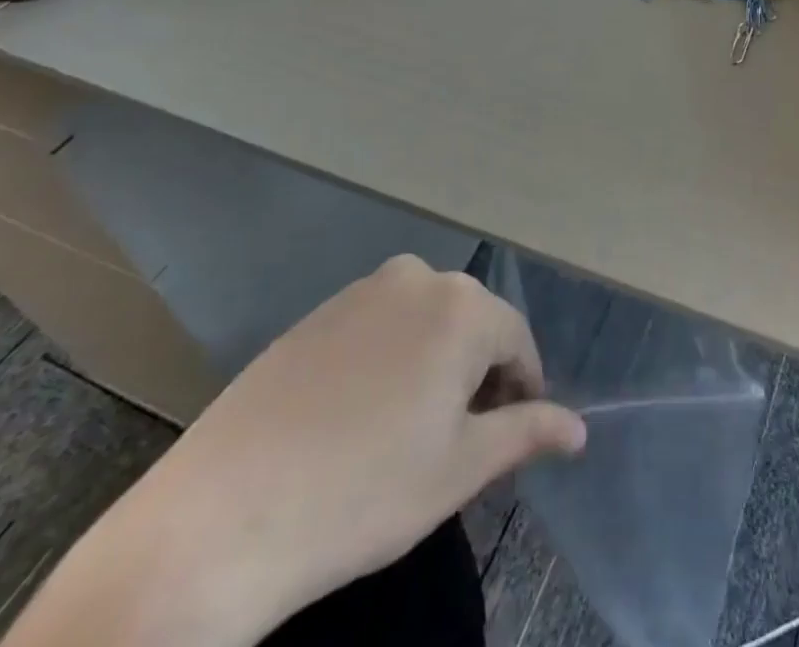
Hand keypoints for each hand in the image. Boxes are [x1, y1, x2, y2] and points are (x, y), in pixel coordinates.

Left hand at [94, 257, 584, 645]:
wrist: (219, 519)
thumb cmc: (363, 492)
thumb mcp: (459, 469)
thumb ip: (526, 433)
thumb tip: (579, 429)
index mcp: (461, 306)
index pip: (517, 341)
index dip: (522, 391)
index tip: (509, 437)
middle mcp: (417, 278)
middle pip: (471, 325)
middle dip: (477, 376)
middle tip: (457, 443)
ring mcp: (360, 291)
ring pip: (424, 324)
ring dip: (433, 366)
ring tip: (408, 433)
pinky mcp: (315, 314)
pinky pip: (377, 328)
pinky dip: (387, 361)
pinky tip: (357, 419)